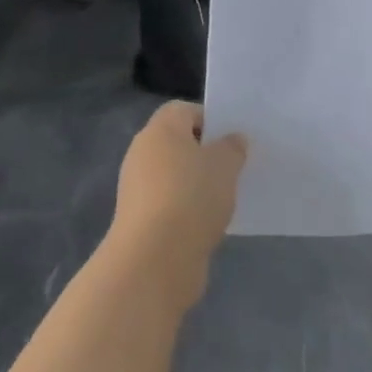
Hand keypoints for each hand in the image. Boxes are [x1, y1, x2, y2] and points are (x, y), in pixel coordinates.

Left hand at [109, 102, 247, 310]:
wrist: (155, 261)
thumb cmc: (192, 197)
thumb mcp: (226, 165)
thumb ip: (232, 147)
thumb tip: (232, 140)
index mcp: (160, 130)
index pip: (184, 110)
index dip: (209, 119)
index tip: (232, 139)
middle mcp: (143, 154)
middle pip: (178, 143)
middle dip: (205, 153)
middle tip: (234, 166)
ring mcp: (137, 189)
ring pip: (174, 175)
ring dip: (197, 184)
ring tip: (226, 197)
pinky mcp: (139, 221)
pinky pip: (170, 203)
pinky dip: (187, 209)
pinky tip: (208, 222)